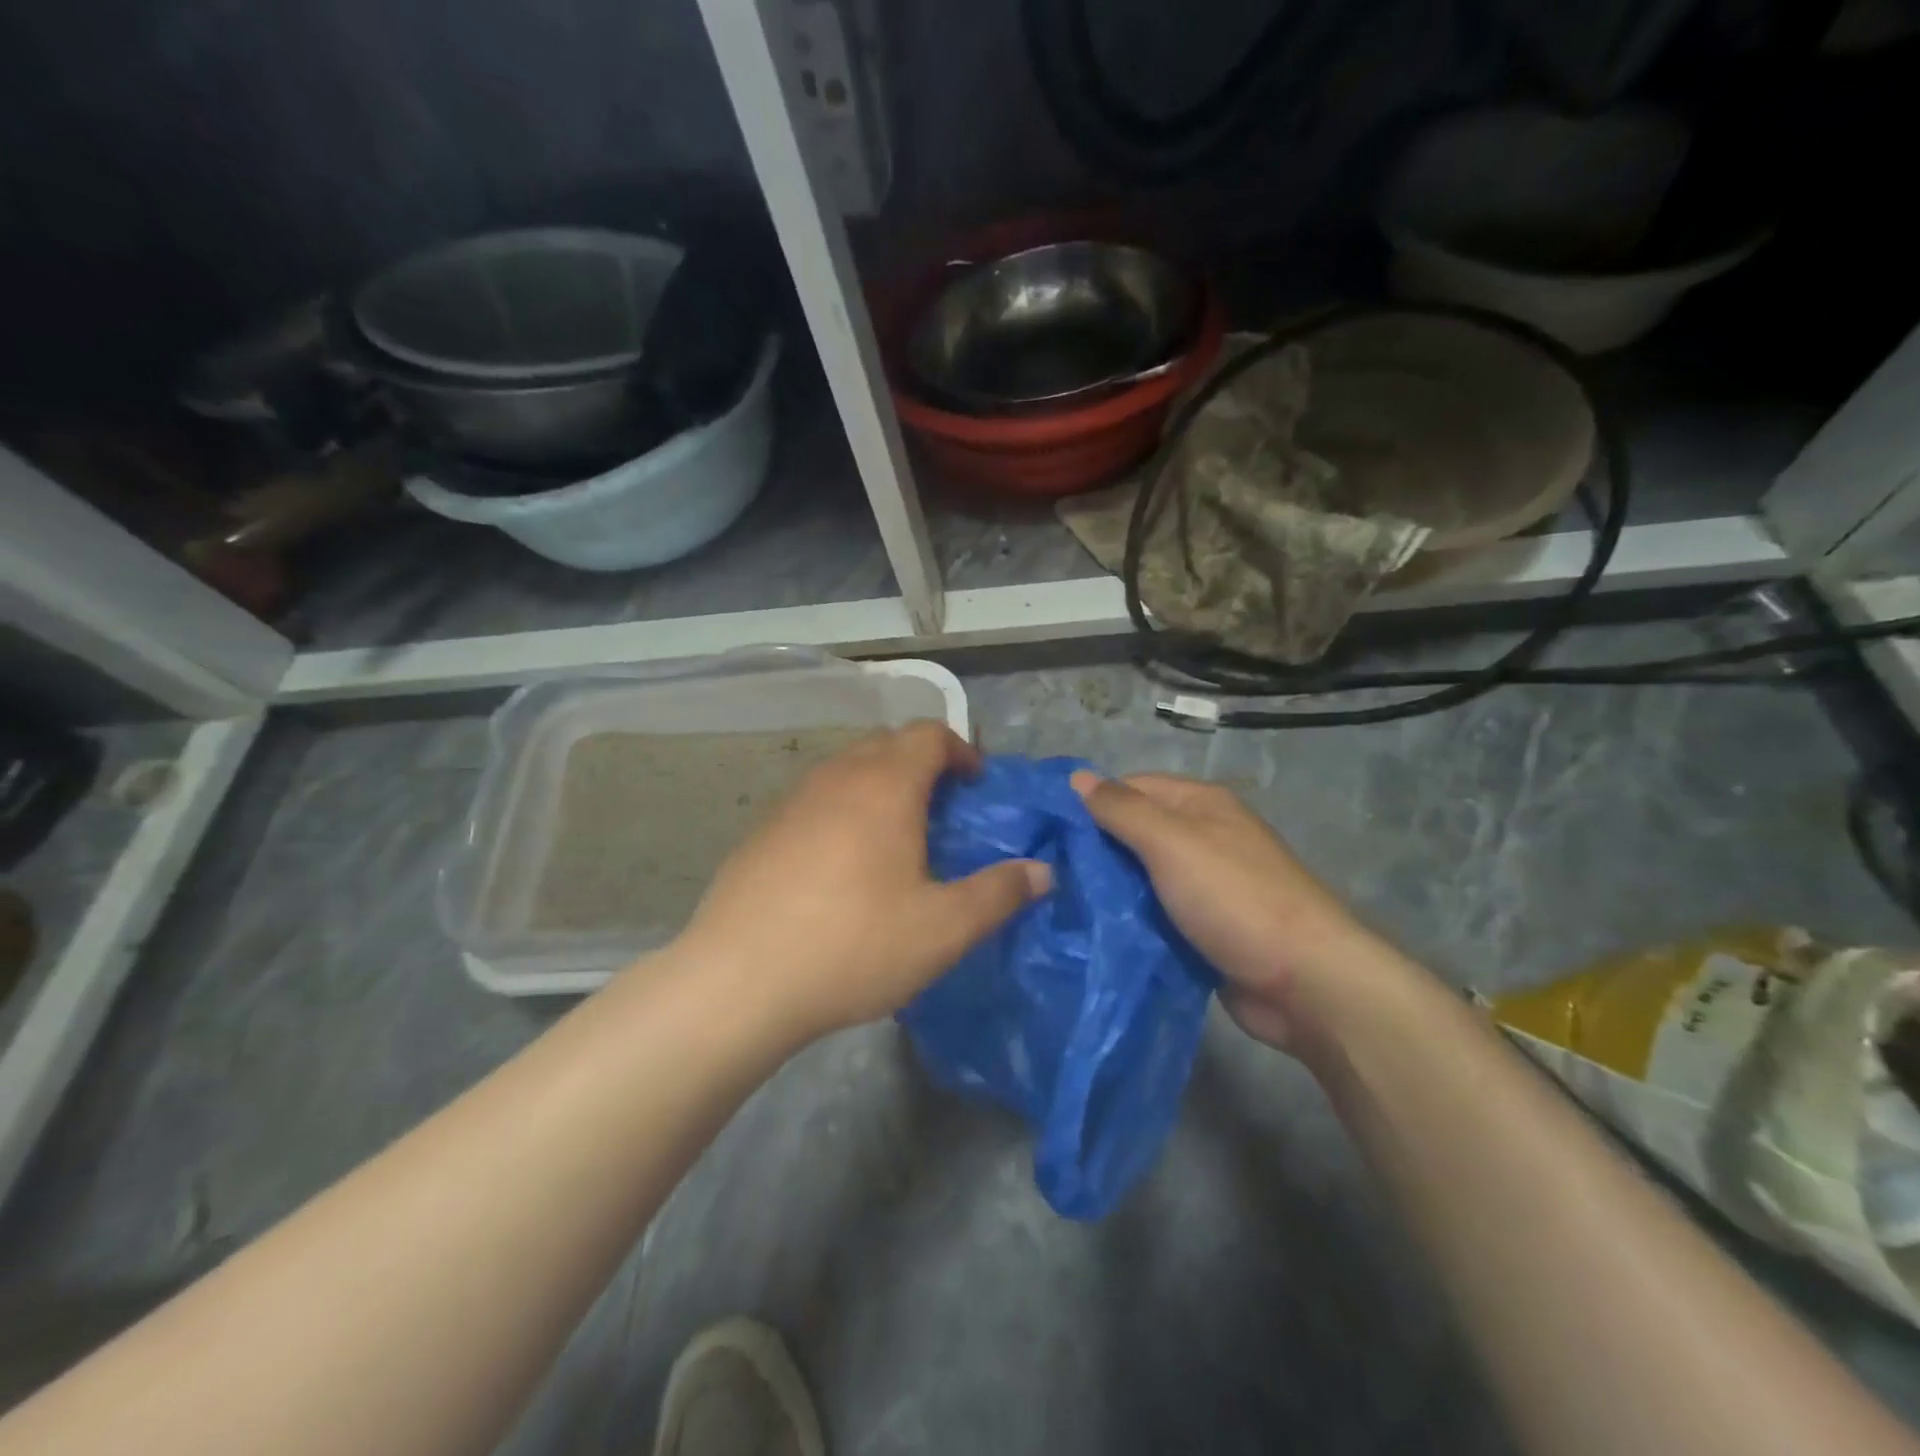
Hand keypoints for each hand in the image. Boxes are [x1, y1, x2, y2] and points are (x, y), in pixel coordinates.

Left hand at [674, 723, 1050, 1041]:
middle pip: (887, 744)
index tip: (977, 784)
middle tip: (943, 810)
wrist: (739, 980)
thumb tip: (1043, 872)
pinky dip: (843, 810)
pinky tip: (842, 866)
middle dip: (922, 764)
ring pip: (847, 769)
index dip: (960, 749)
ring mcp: (793, 801)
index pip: (928, 734)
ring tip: (896, 836)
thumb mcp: (943, 929)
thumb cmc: (854, 945)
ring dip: (879, 785)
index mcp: (885, 786)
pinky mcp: (763, 831)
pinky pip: (816, 800)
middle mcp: (837, 777)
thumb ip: (999, 894)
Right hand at [1072, 771, 1383, 1051]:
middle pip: (1135, 833)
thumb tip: (1076, 778)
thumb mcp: (1171, 842)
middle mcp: (1204, 838)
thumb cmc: (1234, 898)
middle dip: (1095, 851)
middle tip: (1046, 873)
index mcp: (1200, 805)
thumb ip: (1122, 810)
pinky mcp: (1206, 930)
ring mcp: (1207, 887)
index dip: (1090, 804)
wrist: (1307, 982)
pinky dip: (1131, 923)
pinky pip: (1157, 916)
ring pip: (1143, 879)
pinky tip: (1096, 934)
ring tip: (1060, 905)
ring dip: (1110, 891)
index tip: (1046, 832)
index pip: (1130, 788)